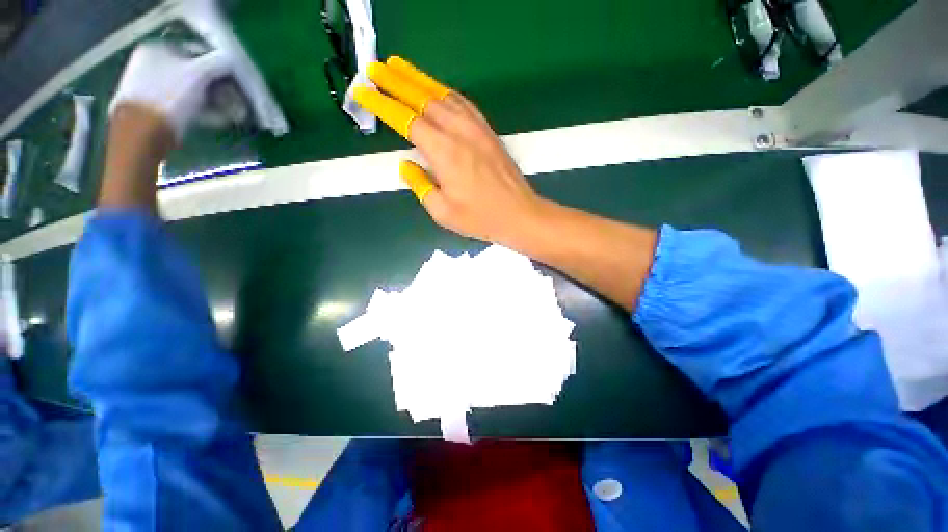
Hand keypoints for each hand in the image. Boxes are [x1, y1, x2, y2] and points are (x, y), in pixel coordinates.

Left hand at [110, 41, 230, 142]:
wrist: (142, 134)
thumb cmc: (169, 98)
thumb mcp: (199, 74)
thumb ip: (219, 62)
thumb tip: (234, 60)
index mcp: (156, 49)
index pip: (197, 53)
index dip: (219, 68)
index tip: (235, 83)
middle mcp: (149, 64)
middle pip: (194, 74)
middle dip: (218, 89)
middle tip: (236, 102)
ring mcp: (149, 88)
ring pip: (191, 92)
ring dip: (213, 102)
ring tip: (232, 115)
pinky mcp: (154, 109)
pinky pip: (184, 106)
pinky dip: (201, 112)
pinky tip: (216, 120)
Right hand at [353, 57, 545, 245]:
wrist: (519, 214)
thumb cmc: (480, 218)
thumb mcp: (442, 211)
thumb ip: (420, 186)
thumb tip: (407, 165)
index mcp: (444, 152)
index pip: (406, 120)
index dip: (383, 104)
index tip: (364, 92)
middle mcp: (459, 132)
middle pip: (423, 99)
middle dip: (396, 82)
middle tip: (376, 69)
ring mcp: (477, 129)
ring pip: (444, 96)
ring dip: (419, 80)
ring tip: (400, 68)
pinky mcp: (488, 132)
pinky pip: (463, 104)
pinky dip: (445, 93)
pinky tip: (437, 91)